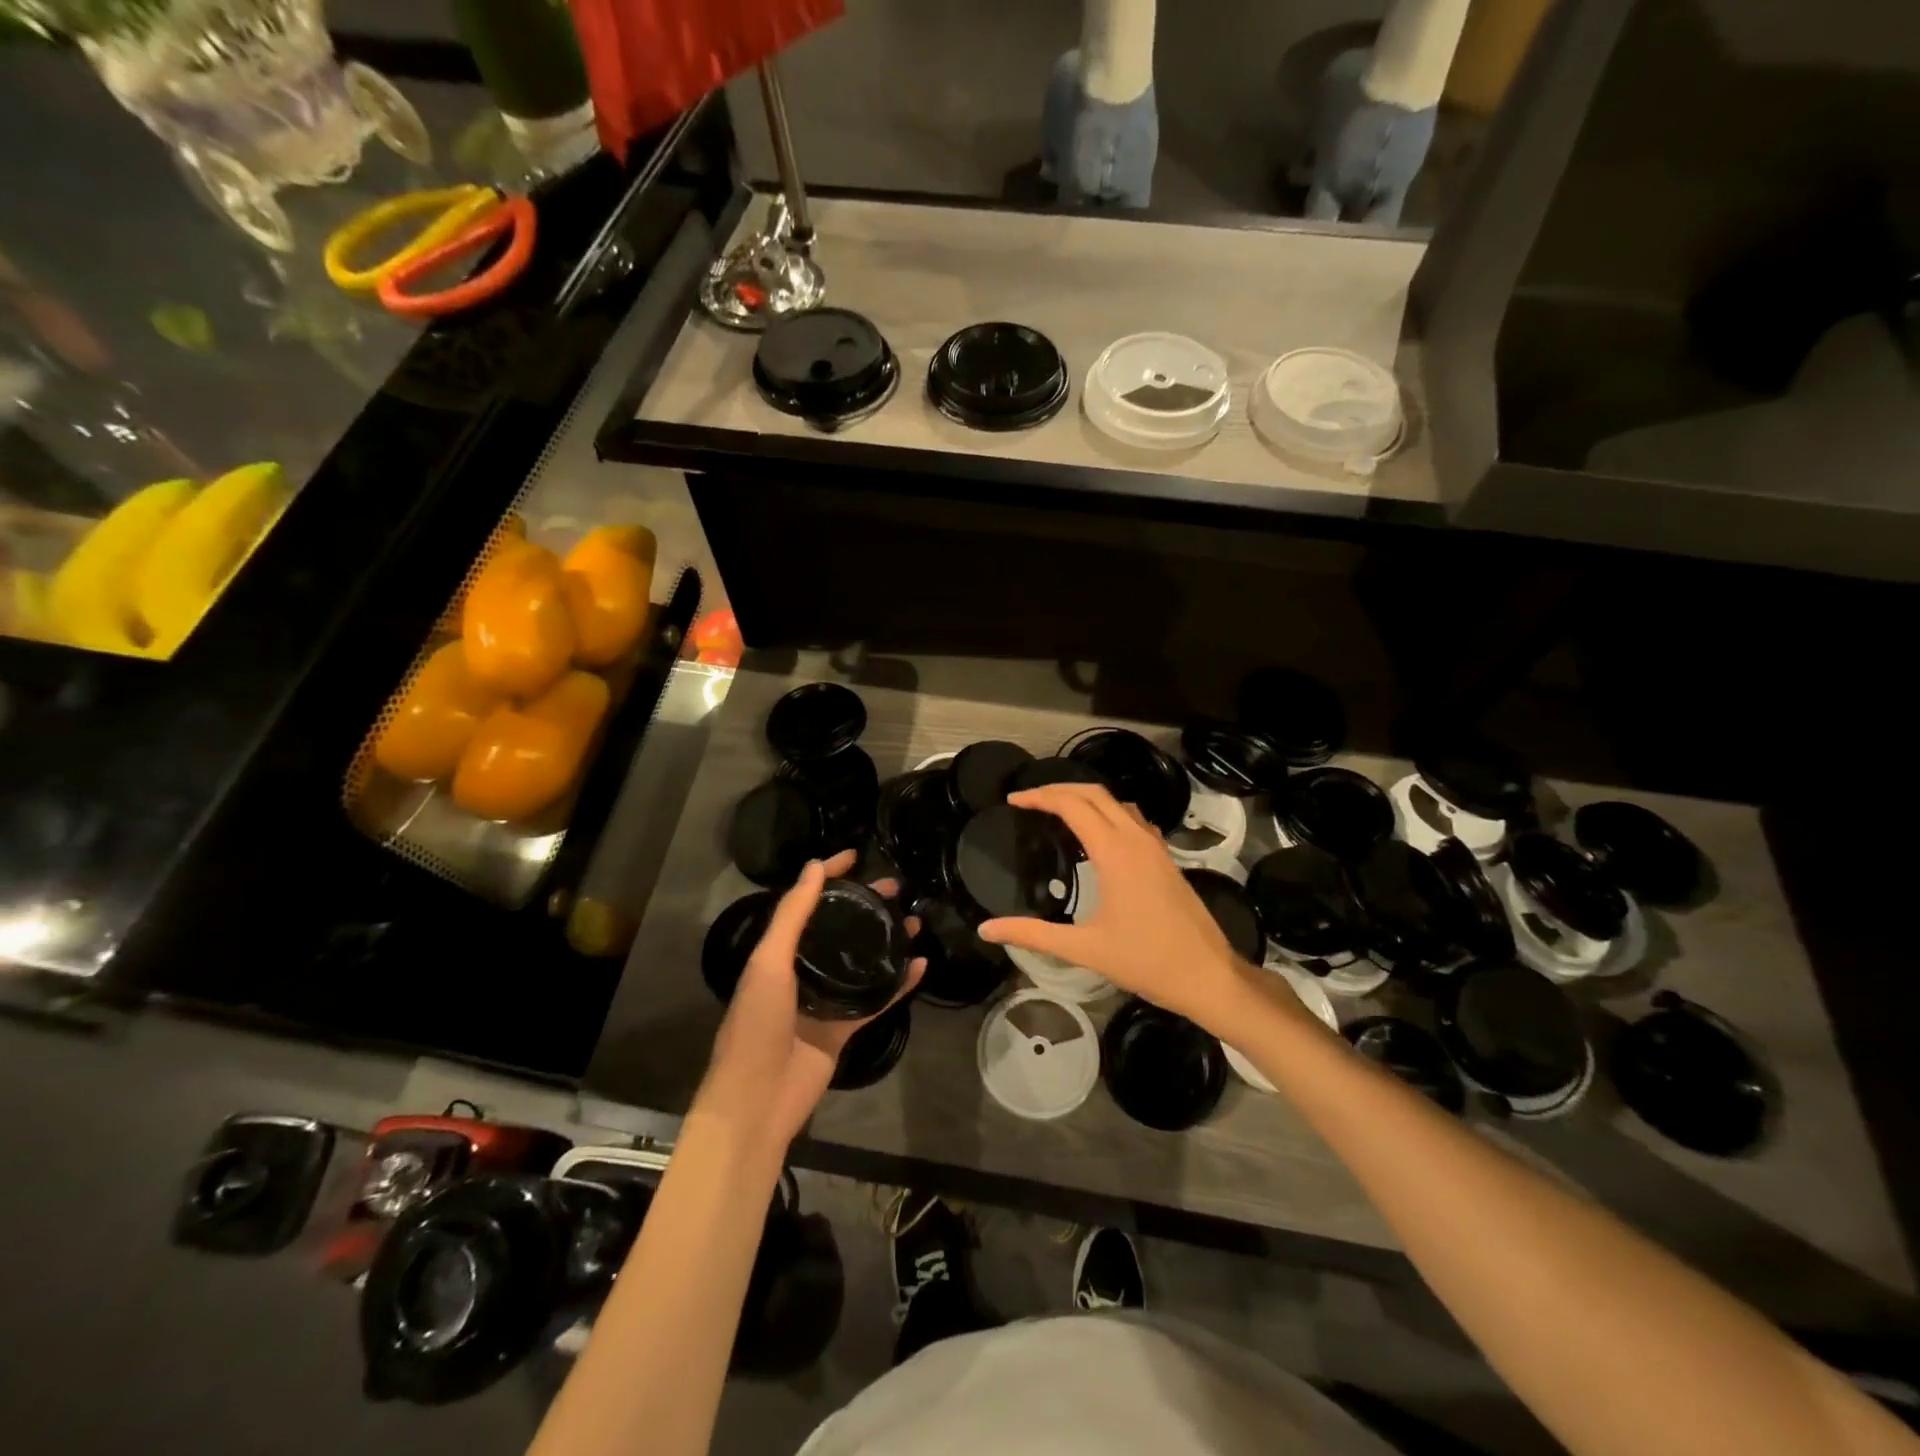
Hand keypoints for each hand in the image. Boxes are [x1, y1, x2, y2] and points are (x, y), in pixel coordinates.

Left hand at [695, 851, 924, 1157]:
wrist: (757, 1101)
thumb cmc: (757, 1024)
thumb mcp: (769, 963)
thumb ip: (792, 916)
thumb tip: (813, 866)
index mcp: (778, 953)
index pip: (805, 903)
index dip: (828, 876)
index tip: (856, 856)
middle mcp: (802, 971)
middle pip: (839, 928)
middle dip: (865, 905)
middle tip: (896, 888)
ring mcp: (825, 1000)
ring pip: (862, 961)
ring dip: (886, 940)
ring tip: (914, 921)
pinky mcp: (844, 1028)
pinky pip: (876, 999)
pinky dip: (898, 984)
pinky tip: (920, 967)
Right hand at [977, 783, 1257, 1033]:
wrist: (1208, 976)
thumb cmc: (1145, 961)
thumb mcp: (1083, 949)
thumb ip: (1033, 934)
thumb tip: (986, 929)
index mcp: (1115, 852)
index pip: (1072, 805)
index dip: (1040, 796)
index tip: (1013, 800)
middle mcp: (1136, 839)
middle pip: (1094, 793)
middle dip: (1059, 789)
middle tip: (1028, 800)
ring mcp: (1155, 847)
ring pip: (1117, 802)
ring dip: (1085, 797)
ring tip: (1056, 811)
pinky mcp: (1166, 858)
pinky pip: (1133, 818)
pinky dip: (1108, 812)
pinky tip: (1097, 835)